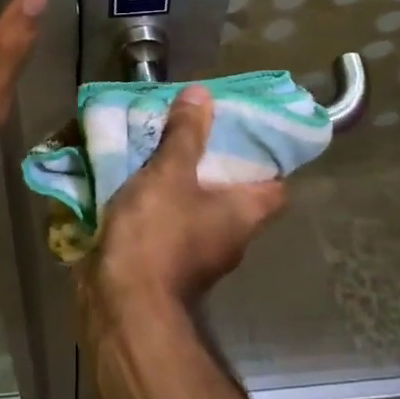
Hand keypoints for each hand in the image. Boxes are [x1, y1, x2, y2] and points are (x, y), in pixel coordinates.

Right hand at [80, 87, 285, 330]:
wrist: (123, 304)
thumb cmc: (158, 235)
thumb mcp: (170, 174)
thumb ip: (186, 134)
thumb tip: (203, 94)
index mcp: (245, 214)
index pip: (276, 186)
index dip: (266, 160)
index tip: (244, 134)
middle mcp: (231, 238)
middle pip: (235, 196)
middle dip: (215, 166)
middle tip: (193, 134)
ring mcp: (200, 257)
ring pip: (199, 211)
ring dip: (183, 187)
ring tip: (159, 153)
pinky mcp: (169, 267)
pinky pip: (171, 227)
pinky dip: (159, 208)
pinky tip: (136, 187)